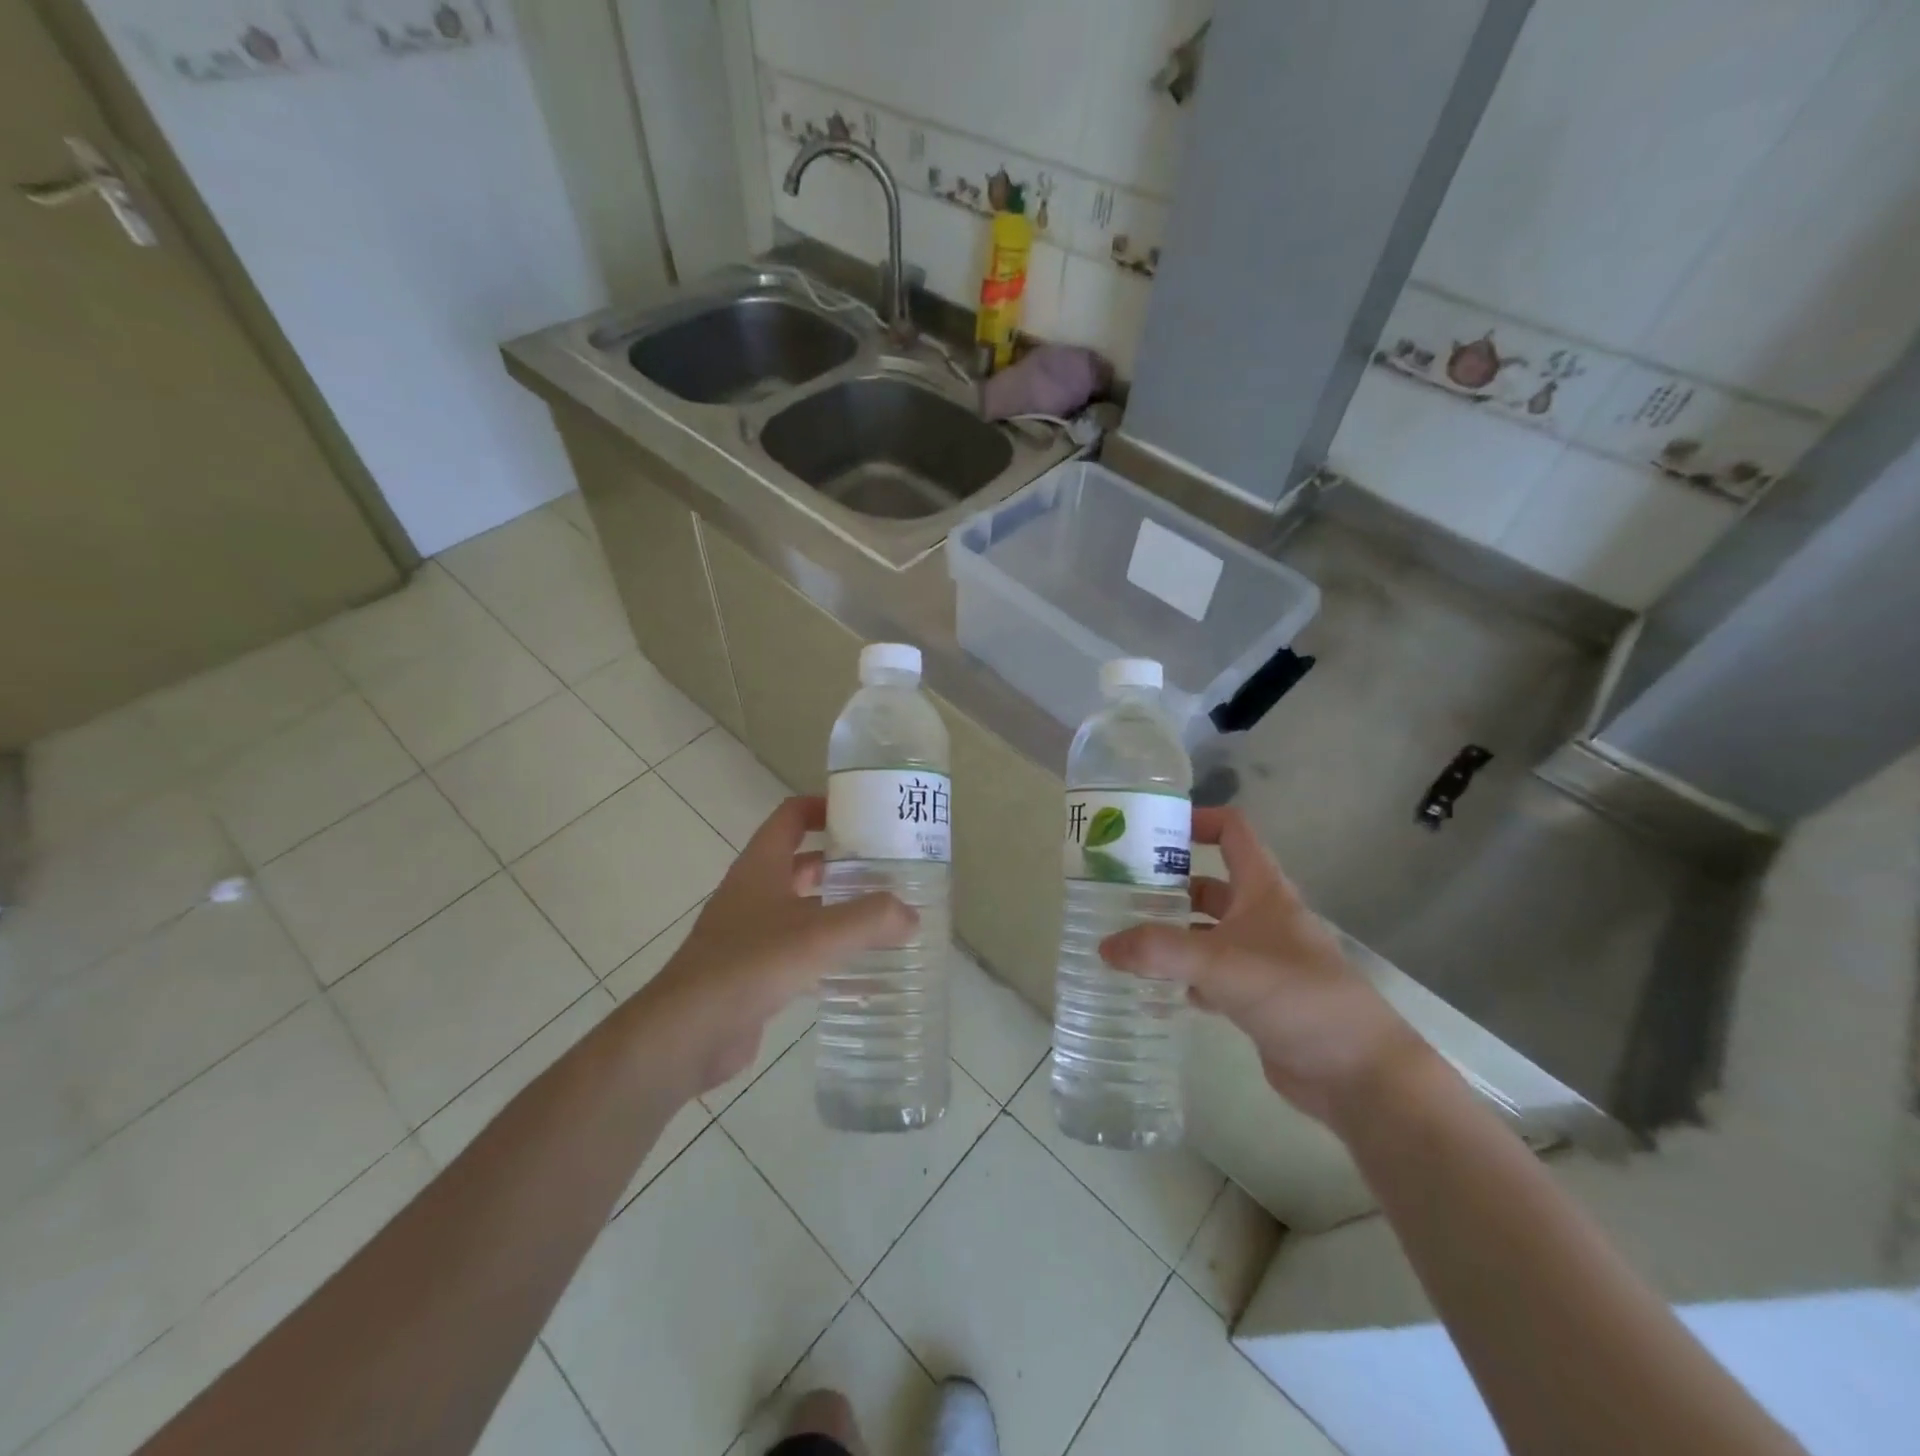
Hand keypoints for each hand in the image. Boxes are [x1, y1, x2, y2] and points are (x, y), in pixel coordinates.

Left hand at [638, 796, 915, 1093]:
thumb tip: (911, 914)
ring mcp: (750, 933)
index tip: (865, 813)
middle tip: (889, 870)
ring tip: (885, 917)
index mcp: (761, 866)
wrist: (686, 1034)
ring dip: (838, 909)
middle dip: (843, 863)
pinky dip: (828, 952)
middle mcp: (754, 892)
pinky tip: (860, 969)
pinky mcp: (754, 972)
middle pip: (802, 863)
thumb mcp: (817, 935)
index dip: (824, 807)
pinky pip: (799, 950)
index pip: (791, 816)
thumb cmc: (750, 965)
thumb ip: (870, 919)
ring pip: (803, 909)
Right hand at [1099, 807, 1428, 1125]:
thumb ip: (1159, 951)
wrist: (1356, 1071)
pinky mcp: (1256, 997)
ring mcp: (1260, 958)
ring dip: (1172, 932)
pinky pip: (1210, 975)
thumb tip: (1103, 947)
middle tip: (1118, 891)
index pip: (1232, 831)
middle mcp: (1262, 916)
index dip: (1197, 820)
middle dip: (1168, 884)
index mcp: (1263, 889)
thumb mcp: (1221, 962)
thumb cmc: (1295, 994)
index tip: (1151, 830)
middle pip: (1210, 884)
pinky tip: (1153, 988)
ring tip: (1125, 937)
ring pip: (1207, 932)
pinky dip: (1183, 977)